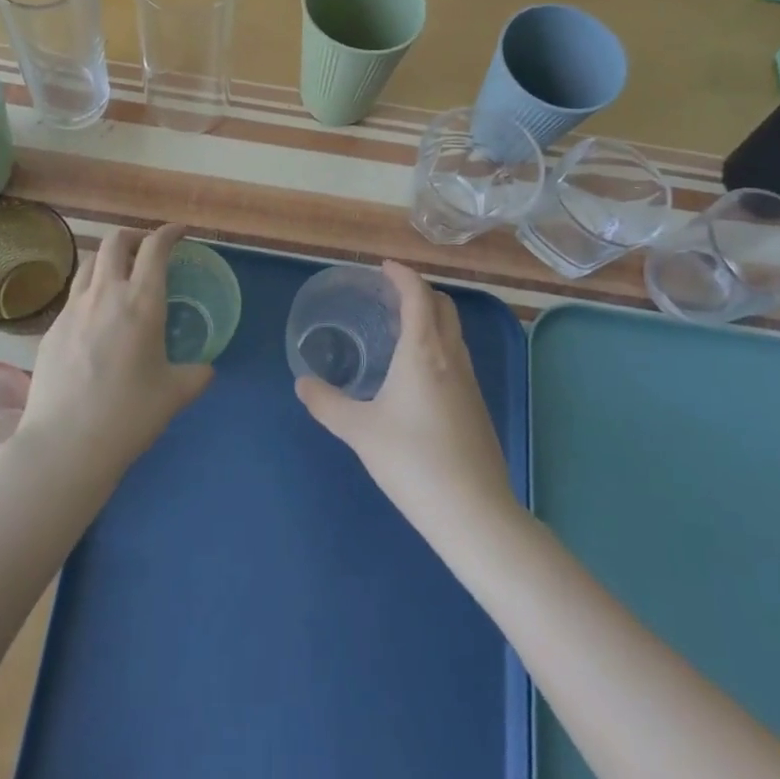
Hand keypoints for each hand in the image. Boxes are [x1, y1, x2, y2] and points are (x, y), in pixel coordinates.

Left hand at [16, 223, 214, 478]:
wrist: (66, 443)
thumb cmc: (129, 415)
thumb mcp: (175, 394)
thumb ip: (196, 375)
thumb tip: (206, 369)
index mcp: (141, 302)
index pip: (154, 248)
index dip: (168, 233)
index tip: (179, 233)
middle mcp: (105, 294)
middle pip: (114, 242)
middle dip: (134, 237)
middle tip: (147, 250)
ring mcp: (72, 309)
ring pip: (88, 264)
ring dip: (107, 260)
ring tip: (119, 276)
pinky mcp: (50, 329)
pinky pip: (73, 296)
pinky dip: (89, 291)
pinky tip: (95, 318)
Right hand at [295, 261, 514, 529]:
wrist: (473, 511)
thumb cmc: (412, 460)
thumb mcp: (359, 430)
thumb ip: (326, 403)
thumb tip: (302, 383)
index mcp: (424, 351)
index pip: (418, 295)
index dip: (402, 275)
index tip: (384, 267)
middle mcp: (452, 357)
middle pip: (443, 306)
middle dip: (418, 292)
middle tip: (389, 296)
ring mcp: (470, 382)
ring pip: (454, 332)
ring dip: (431, 318)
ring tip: (400, 330)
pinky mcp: (477, 406)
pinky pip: (457, 357)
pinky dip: (438, 345)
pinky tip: (417, 375)